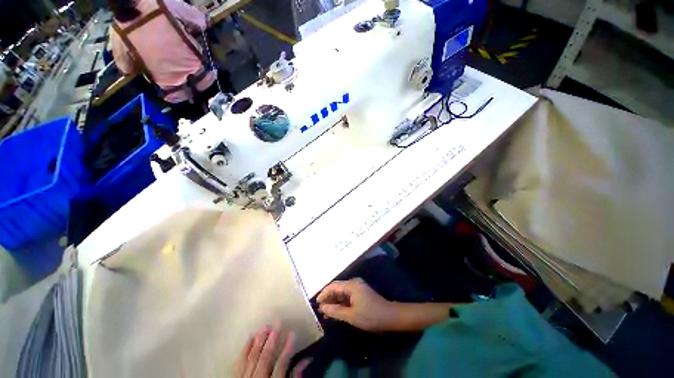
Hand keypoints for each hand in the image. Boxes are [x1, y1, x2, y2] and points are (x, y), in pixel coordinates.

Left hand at [234, 323, 294, 377]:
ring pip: (251, 359)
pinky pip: (238, 363)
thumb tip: (306, 360)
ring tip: (265, 326)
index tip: (292, 333)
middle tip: (277, 323)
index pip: (281, 366)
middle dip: (272, 340)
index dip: (287, 349)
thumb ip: (294, 377)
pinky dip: (244, 350)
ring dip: (259, 341)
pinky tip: (250, 337)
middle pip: (265, 359)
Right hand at [317, 278, 399, 331]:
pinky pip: (347, 296)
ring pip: (342, 293)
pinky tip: (336, 311)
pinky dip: (341, 303)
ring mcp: (358, 288)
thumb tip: (322, 308)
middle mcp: (354, 283)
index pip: (333, 286)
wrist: (390, 317)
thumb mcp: (351, 315)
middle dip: (328, 298)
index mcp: (351, 285)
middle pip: (337, 288)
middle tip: (320, 310)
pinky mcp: (361, 293)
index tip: (316, 303)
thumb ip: (335, 311)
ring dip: (334, 301)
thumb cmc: (370, 316)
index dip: (323, 293)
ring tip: (326, 312)